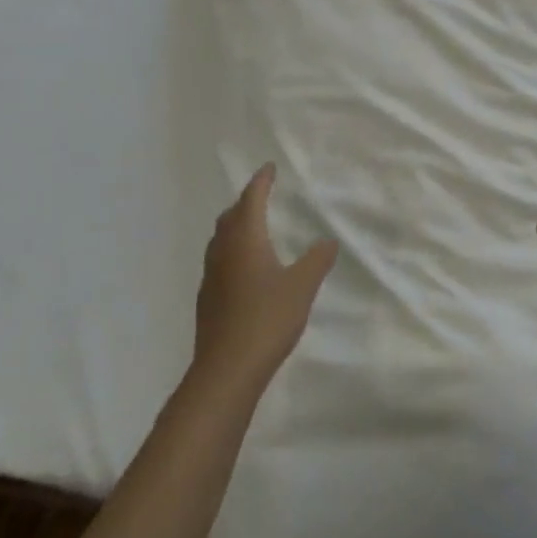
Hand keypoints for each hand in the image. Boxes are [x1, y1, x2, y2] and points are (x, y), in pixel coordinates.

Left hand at [193, 163, 338, 395]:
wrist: (227, 369)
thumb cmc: (267, 319)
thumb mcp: (302, 286)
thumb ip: (317, 260)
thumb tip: (328, 241)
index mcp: (246, 240)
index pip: (251, 199)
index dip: (261, 182)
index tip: (269, 168)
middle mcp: (224, 252)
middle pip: (230, 216)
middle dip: (245, 202)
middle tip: (261, 195)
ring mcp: (211, 276)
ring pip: (221, 239)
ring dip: (235, 226)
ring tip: (252, 227)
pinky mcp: (207, 299)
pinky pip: (219, 261)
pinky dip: (231, 251)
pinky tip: (243, 268)